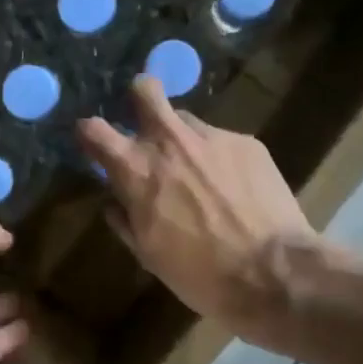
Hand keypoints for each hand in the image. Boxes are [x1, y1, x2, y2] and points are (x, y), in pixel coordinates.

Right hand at [77, 77, 315, 343]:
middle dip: (139, 98)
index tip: (94, 144)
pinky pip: (221, 141)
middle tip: (146, 124)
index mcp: (137, 170)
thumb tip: (115, 203)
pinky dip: (219, 159)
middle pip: (144, 89)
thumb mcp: (149, 255)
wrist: (273, 272)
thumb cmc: (201, 274)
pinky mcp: (247, 142)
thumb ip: (126, 220)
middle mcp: (170, 141)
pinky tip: (235, 188)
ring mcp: (212, 137)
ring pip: (186, 120)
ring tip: (200, 173)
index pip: (94, 129)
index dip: (89, 134)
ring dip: (183, 139)